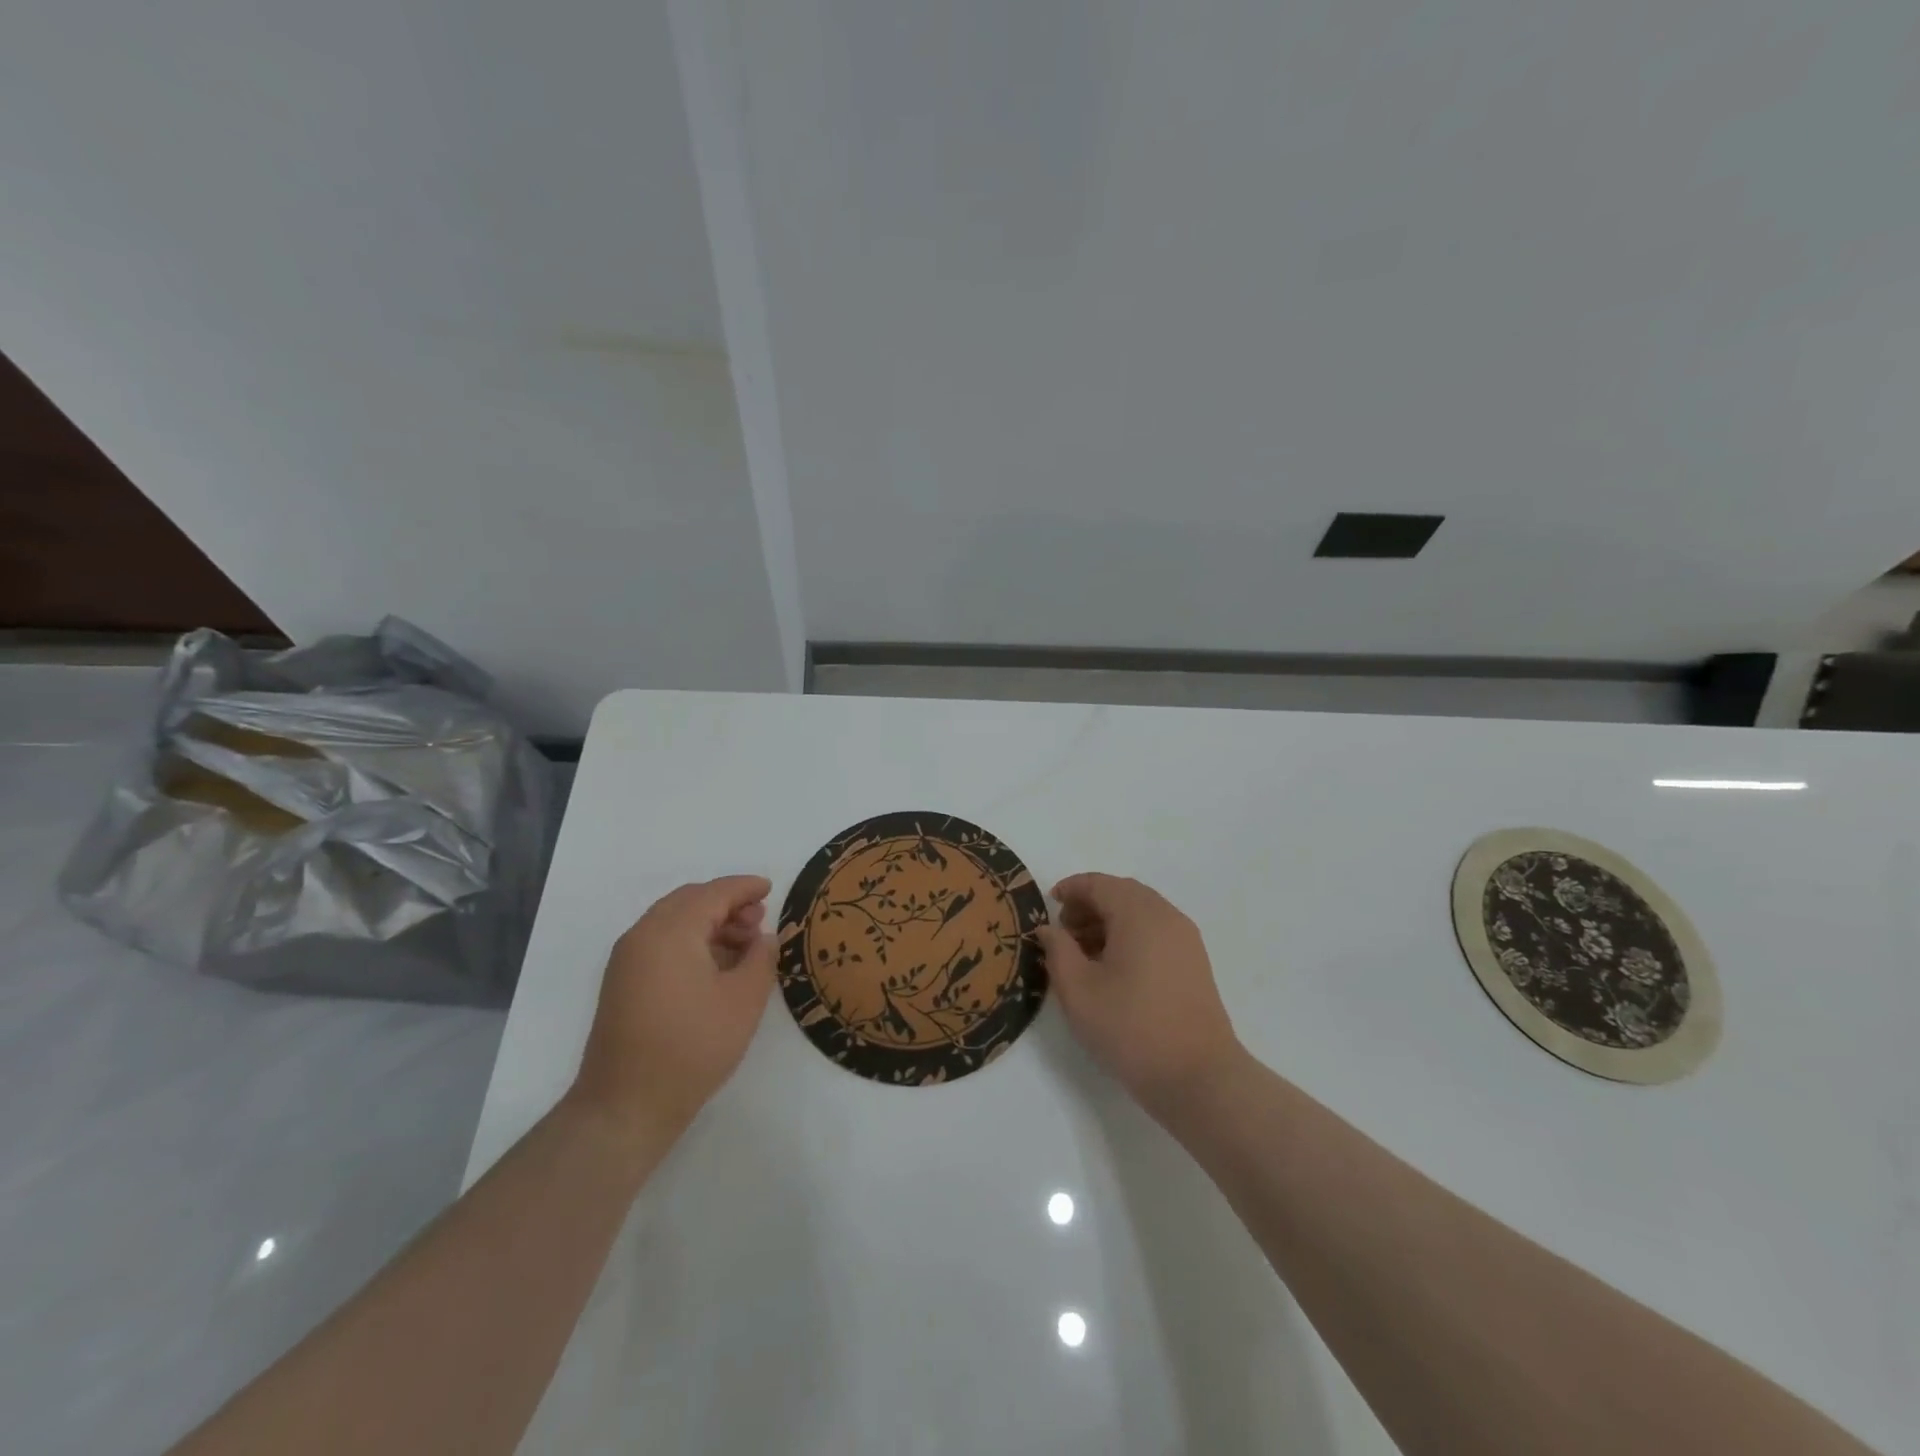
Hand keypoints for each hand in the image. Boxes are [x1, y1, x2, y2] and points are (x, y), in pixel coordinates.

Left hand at [570, 876, 776, 1142]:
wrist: (625, 1106)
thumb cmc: (691, 1047)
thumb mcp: (743, 1001)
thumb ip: (760, 958)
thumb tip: (764, 938)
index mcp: (670, 931)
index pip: (713, 893)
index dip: (744, 887)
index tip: (770, 888)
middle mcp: (643, 935)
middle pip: (689, 901)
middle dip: (726, 903)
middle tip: (759, 919)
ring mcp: (627, 959)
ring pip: (673, 921)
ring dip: (709, 922)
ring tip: (743, 945)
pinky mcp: (622, 982)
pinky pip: (660, 942)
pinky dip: (690, 940)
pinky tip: (715, 966)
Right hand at [1036, 873, 1244, 1116]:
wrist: (1198, 1077)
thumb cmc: (1131, 1028)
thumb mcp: (1078, 991)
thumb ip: (1058, 951)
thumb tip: (1050, 929)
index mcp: (1139, 914)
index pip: (1099, 884)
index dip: (1071, 889)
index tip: (1049, 905)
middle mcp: (1166, 916)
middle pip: (1122, 893)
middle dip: (1090, 904)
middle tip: (1063, 931)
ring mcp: (1185, 939)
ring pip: (1141, 912)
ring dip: (1109, 920)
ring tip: (1083, 952)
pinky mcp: (1194, 962)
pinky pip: (1156, 931)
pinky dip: (1130, 935)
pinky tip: (1112, 968)